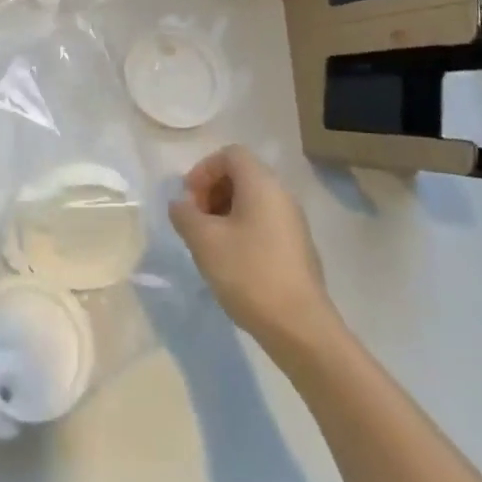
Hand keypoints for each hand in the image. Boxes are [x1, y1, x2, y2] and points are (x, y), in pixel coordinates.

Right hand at [169, 145, 341, 351]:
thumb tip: (181, 205)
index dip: (203, 170)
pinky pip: (263, 223)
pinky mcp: (297, 249)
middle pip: (241, 175)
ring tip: (207, 242)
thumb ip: (184, 214)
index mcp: (262, 184)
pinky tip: (229, 261)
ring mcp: (293, 223)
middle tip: (194, 220)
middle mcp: (282, 195)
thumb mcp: (203, 240)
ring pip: (251, 201)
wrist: (300, 328)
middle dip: (211, 191)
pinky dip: (241, 230)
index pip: (230, 154)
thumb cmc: (248, 272)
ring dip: (223, 212)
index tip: (189, 200)